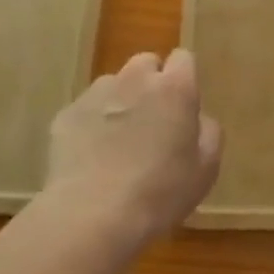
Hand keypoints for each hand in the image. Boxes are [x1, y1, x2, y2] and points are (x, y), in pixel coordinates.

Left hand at [43, 50, 222, 244]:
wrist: (93, 215)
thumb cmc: (161, 192)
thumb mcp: (206, 168)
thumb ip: (208, 131)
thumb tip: (197, 118)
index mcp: (175, 88)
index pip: (183, 58)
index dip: (184, 78)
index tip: (184, 105)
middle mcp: (135, 79)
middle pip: (146, 63)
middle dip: (151, 83)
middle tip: (153, 121)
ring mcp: (96, 94)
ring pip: (113, 85)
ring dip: (120, 102)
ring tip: (118, 142)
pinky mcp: (66, 115)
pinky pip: (86, 110)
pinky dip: (92, 124)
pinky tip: (92, 158)